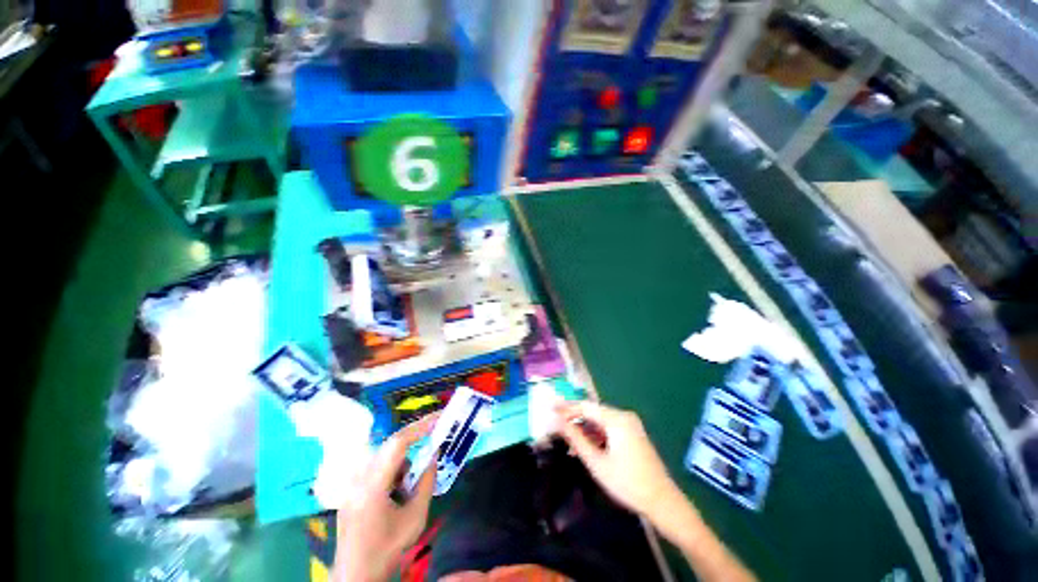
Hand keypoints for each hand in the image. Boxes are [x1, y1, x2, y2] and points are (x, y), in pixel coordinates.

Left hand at [333, 414, 437, 581]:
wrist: (355, 576)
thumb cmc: (387, 549)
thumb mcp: (415, 517)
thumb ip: (427, 482)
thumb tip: (433, 454)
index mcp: (372, 486)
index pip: (397, 444)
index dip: (420, 427)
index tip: (439, 418)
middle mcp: (358, 479)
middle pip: (390, 446)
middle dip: (414, 441)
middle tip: (432, 441)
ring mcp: (351, 483)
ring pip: (384, 455)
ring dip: (402, 461)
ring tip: (407, 487)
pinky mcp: (350, 488)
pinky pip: (376, 467)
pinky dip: (392, 470)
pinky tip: (395, 494)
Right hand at [556, 401, 682, 518]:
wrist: (663, 502)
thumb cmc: (627, 483)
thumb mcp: (596, 462)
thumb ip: (575, 438)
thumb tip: (556, 421)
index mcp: (617, 419)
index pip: (585, 406)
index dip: (566, 407)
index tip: (549, 408)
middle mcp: (624, 416)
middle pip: (592, 412)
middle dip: (574, 419)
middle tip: (556, 426)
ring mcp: (630, 424)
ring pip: (600, 421)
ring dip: (584, 429)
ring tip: (568, 442)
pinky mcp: (633, 434)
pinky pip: (609, 428)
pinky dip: (596, 435)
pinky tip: (586, 446)